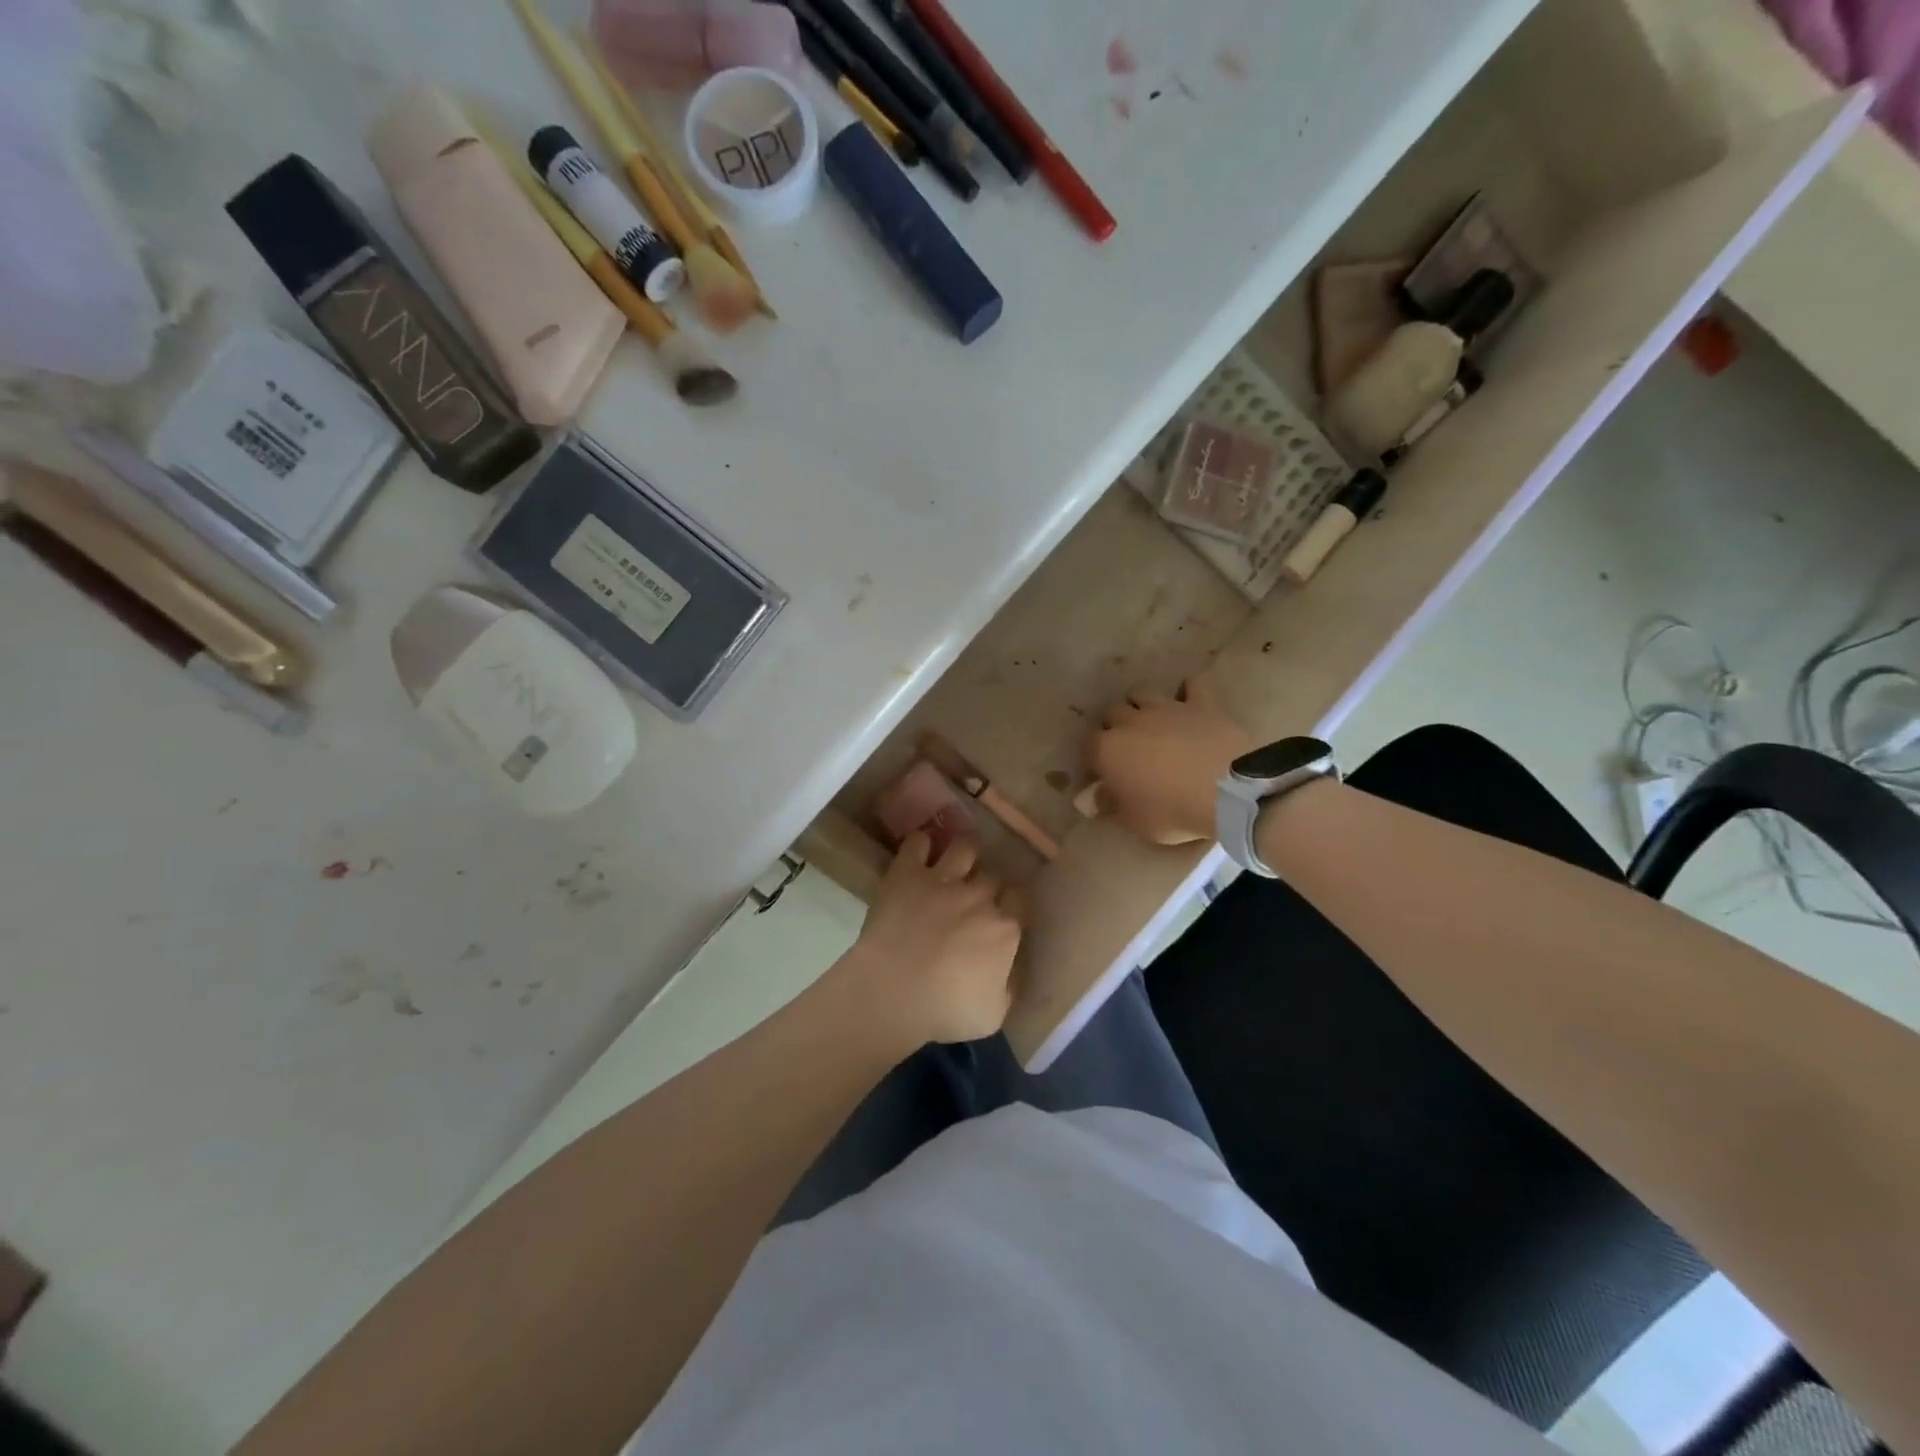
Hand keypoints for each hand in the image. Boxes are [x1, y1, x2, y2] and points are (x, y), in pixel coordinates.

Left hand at [835, 832, 1022, 1050]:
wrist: (894, 991)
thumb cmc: (945, 1010)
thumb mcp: (994, 1014)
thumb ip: (1009, 987)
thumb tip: (1014, 973)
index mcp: (1005, 928)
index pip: (1021, 902)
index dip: (1013, 905)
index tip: (1005, 912)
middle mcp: (979, 896)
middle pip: (993, 875)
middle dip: (987, 883)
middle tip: (976, 895)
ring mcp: (943, 879)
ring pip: (964, 848)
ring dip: (963, 852)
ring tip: (955, 860)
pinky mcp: (907, 874)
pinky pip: (917, 844)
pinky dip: (920, 843)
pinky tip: (919, 850)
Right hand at [1088, 677, 1253, 844]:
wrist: (1226, 793)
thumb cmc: (1172, 812)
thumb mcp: (1135, 821)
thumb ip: (1111, 804)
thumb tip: (1095, 797)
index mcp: (1107, 750)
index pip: (1088, 744)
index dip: (1095, 756)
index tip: (1104, 771)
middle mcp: (1130, 721)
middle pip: (1111, 713)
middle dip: (1115, 727)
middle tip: (1128, 749)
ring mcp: (1166, 708)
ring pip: (1141, 694)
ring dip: (1141, 706)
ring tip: (1152, 724)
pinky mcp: (1200, 704)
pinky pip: (1191, 686)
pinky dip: (1187, 691)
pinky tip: (1189, 702)